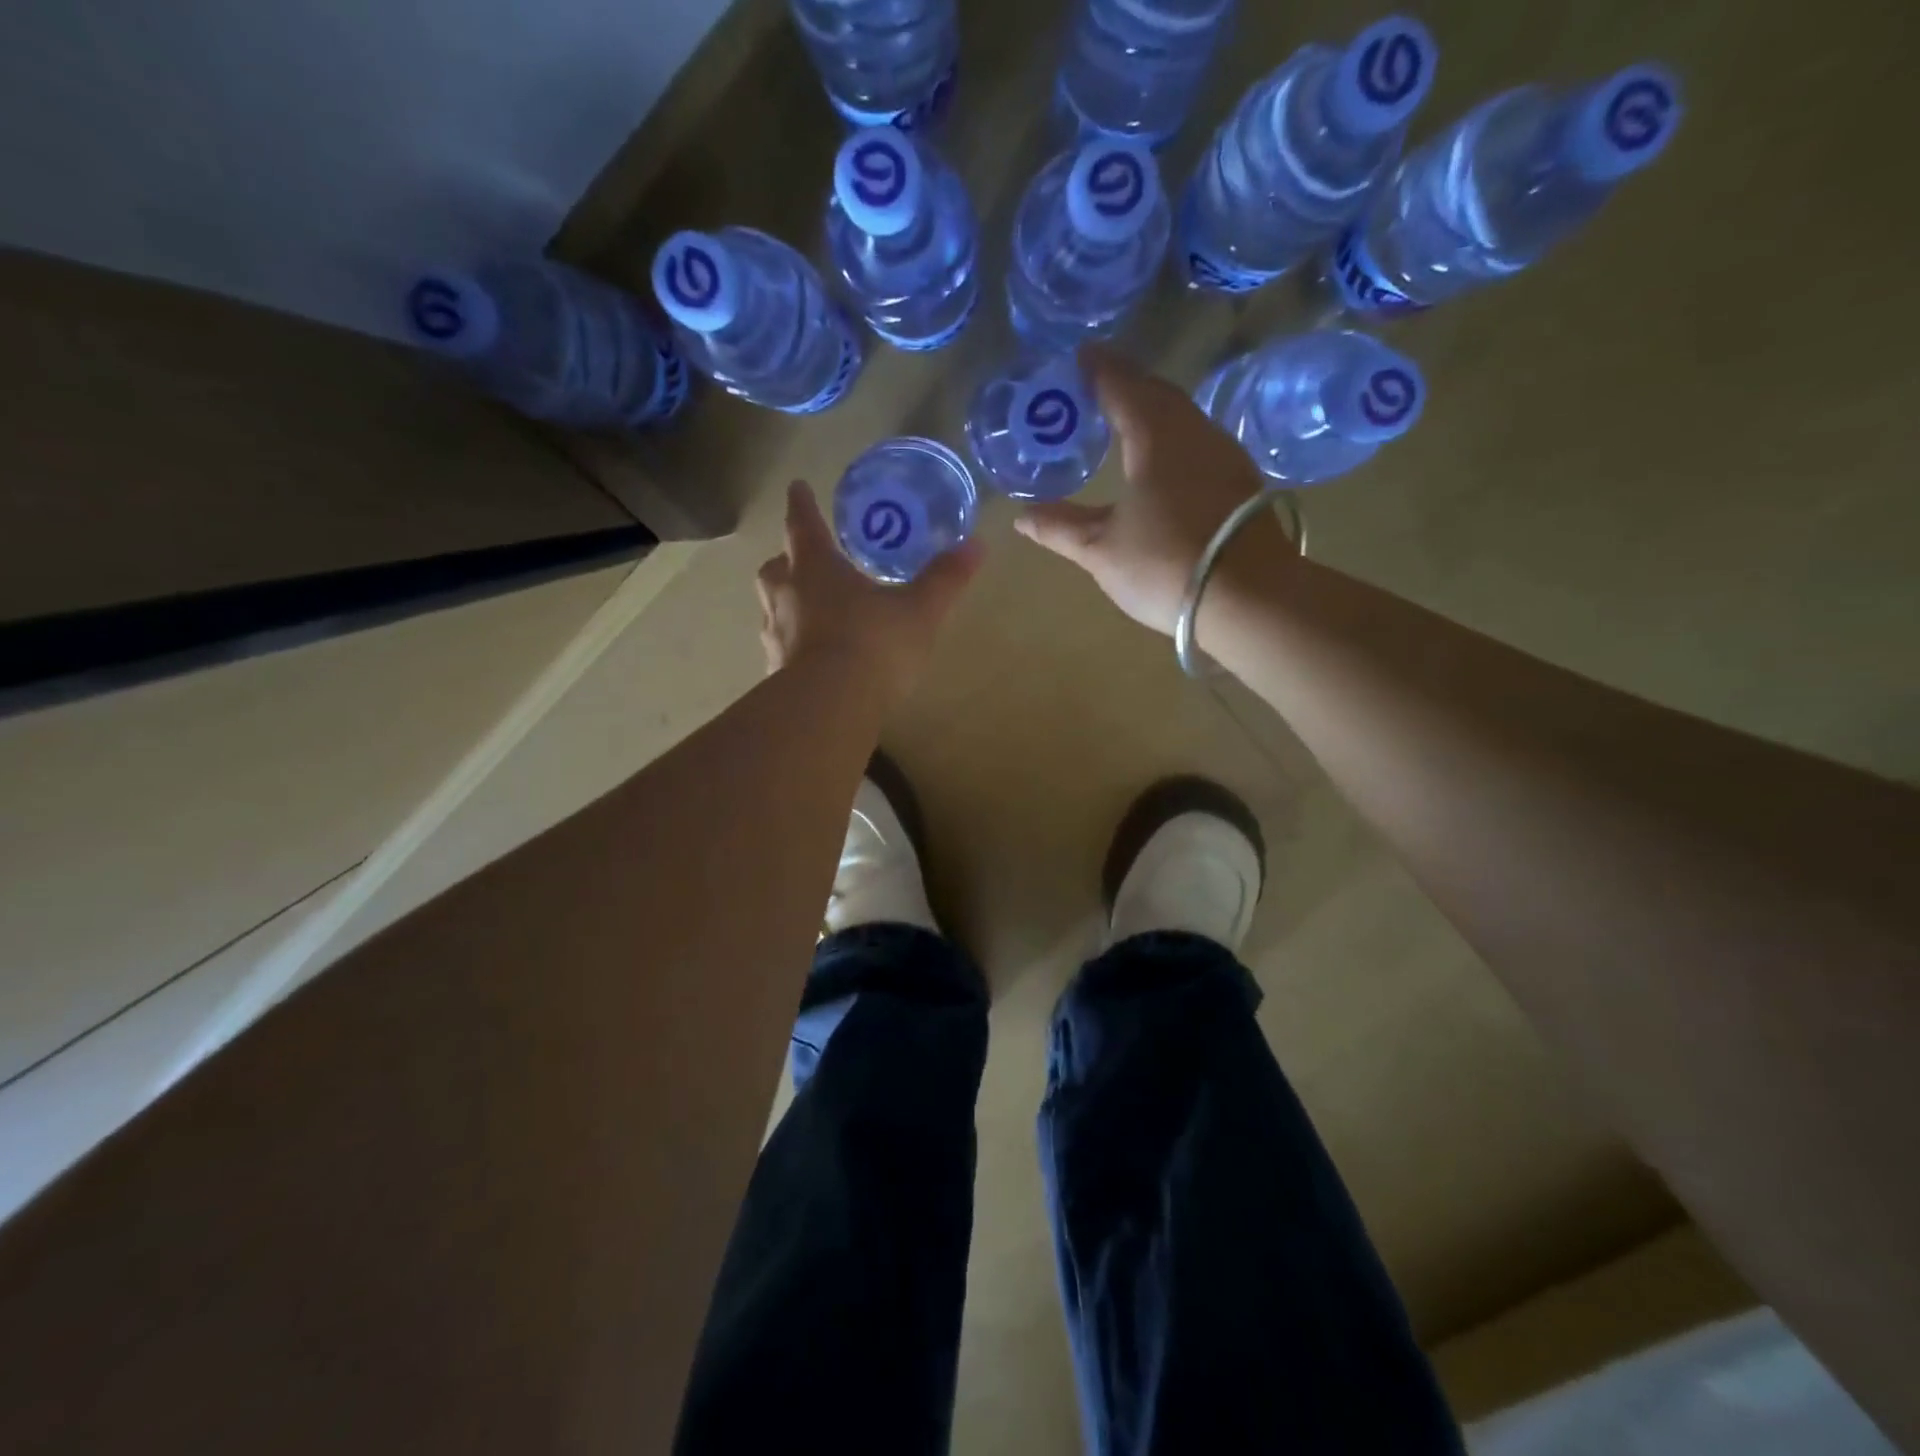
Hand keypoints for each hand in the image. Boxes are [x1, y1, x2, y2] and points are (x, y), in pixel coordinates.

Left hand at [757, 480, 981, 704]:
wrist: (830, 705)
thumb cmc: (874, 644)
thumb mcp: (920, 610)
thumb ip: (945, 578)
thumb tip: (977, 544)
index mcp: (816, 567)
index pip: (804, 524)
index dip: (802, 503)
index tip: (797, 487)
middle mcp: (787, 595)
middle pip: (776, 566)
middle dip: (787, 559)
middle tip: (802, 559)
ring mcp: (776, 635)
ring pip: (772, 607)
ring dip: (786, 602)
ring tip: (808, 609)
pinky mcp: (775, 671)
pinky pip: (780, 647)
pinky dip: (792, 644)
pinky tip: (810, 657)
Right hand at [1015, 345, 1293, 636]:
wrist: (1251, 598)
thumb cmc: (1165, 565)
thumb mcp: (1101, 550)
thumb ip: (1060, 527)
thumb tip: (1021, 516)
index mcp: (1155, 437)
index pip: (1122, 386)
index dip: (1099, 370)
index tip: (1081, 356)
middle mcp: (1194, 433)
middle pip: (1158, 394)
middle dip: (1128, 384)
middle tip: (1100, 385)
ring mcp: (1225, 455)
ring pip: (1184, 416)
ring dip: (1155, 409)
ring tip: (1129, 418)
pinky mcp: (1241, 481)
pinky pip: (1200, 440)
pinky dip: (1175, 436)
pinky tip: (1166, 457)